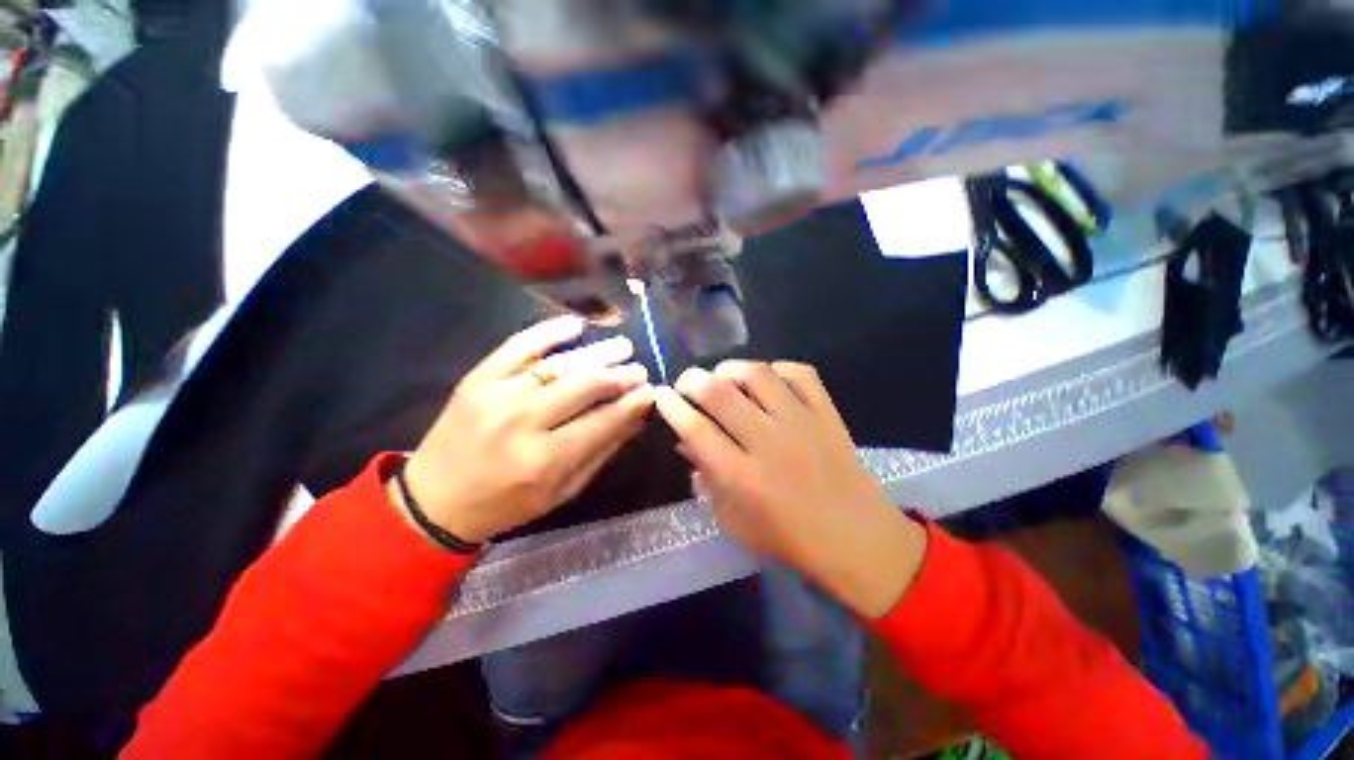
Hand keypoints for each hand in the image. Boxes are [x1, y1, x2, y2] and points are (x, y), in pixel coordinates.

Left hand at [401, 316, 654, 543]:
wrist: (434, 501)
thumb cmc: (507, 504)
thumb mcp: (562, 491)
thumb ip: (601, 452)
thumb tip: (635, 418)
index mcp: (545, 461)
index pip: (602, 422)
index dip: (631, 404)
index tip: (651, 391)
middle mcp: (523, 423)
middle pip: (584, 387)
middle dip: (619, 375)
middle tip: (639, 368)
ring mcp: (497, 395)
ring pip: (558, 365)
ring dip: (596, 353)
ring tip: (622, 346)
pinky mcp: (477, 379)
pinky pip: (517, 346)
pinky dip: (547, 331)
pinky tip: (575, 325)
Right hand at [654, 361, 927, 617]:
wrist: (857, 538)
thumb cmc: (788, 538)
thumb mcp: (734, 520)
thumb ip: (706, 478)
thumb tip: (685, 442)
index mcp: (742, 477)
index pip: (695, 429)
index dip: (672, 406)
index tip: (661, 394)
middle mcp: (769, 442)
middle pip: (720, 394)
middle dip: (692, 380)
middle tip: (686, 383)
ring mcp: (801, 423)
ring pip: (757, 374)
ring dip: (730, 369)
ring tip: (722, 377)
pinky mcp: (827, 413)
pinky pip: (799, 373)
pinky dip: (777, 368)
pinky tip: (766, 379)